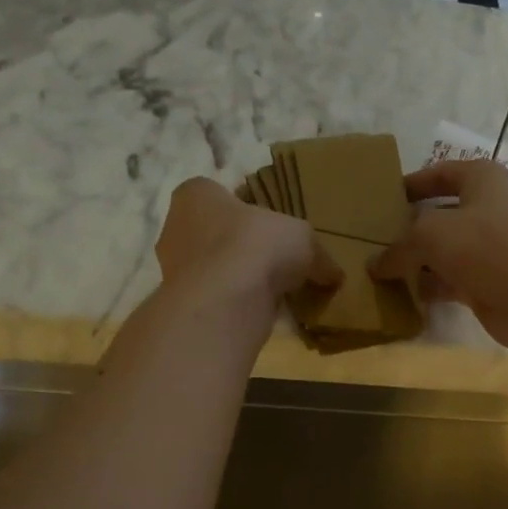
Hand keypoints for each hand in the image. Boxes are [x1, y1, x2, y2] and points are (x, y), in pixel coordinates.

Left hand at [156, 177, 340, 309]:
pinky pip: (215, 300)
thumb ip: (319, 255)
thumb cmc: (255, 246)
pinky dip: (234, 307)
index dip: (248, 211)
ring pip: (213, 271)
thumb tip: (335, 275)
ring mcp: (172, 270)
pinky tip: (259, 314)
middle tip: (275, 264)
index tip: (272, 230)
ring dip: (238, 281)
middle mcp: (176, 227)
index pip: (220, 195)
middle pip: (215, 235)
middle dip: (242, 249)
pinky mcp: (182, 305)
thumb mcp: (302, 239)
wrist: (223, 302)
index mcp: (196, 194)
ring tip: (271, 294)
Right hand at [371, 160, 507, 352]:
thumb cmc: (487, 246)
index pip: (438, 174)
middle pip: (438, 215)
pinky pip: (448, 281)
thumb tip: (375, 265)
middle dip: (407, 228)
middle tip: (372, 241)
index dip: (410, 184)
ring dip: (415, 262)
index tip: (380, 201)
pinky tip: (402, 295)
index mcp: (480, 180)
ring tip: (378, 271)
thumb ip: (398, 247)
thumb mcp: (431, 234)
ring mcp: (487, 249)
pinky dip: (428, 288)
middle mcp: (486, 210)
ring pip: (442, 252)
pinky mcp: (486, 283)